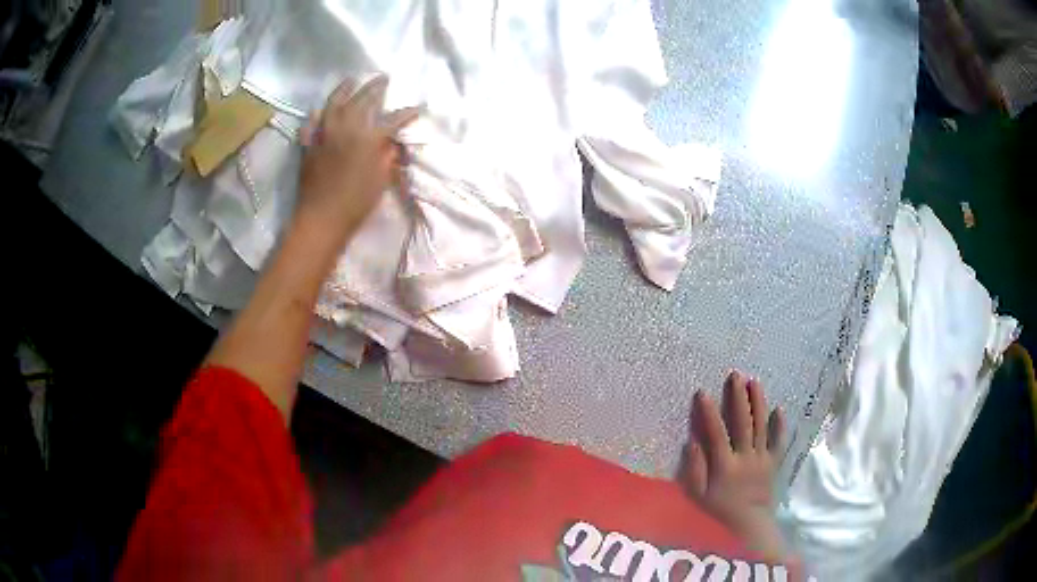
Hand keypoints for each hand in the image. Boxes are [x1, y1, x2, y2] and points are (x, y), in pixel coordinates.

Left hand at [296, 75, 419, 244]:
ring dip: (344, 89)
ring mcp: (324, 134)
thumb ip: (387, 156)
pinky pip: (311, 124)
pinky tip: (318, 111)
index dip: (407, 113)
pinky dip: (316, 116)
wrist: (321, 219)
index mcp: (368, 138)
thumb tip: (391, 143)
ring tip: (351, 80)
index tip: (418, 107)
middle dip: (375, 88)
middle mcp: (345, 128)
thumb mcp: (381, 180)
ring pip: (333, 104)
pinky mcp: (308, 145)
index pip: (393, 119)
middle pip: (362, 101)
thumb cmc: (356, 203)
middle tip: (383, 78)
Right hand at [679, 371, 787, 559]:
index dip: (709, 413)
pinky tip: (778, 408)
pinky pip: (779, 441)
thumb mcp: (698, 496)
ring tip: (754, 382)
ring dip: (758, 403)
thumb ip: (694, 470)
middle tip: (735, 375)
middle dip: (738, 398)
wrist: (749, 524)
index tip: (702, 392)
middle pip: (743, 423)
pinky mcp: (774, 462)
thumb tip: (692, 442)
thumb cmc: (719, 510)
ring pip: (761, 426)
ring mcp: (762, 459)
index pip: (716, 434)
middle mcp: (746, 458)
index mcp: (725, 466)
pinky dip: (780, 425)